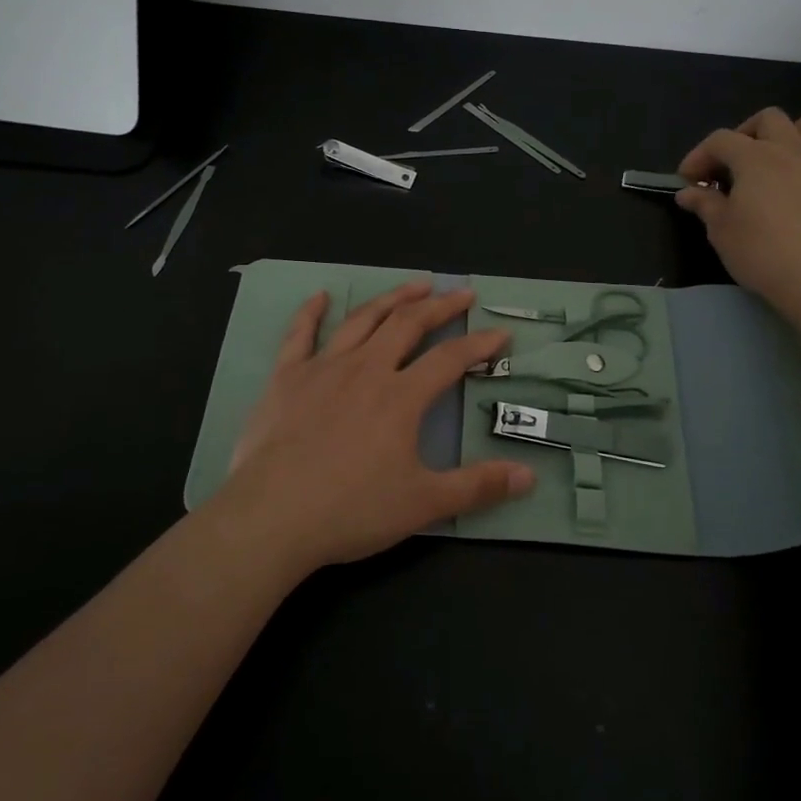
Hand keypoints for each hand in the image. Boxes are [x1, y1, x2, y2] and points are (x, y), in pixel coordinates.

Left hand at [214, 281, 535, 572]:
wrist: (272, 517)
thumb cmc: (351, 510)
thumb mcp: (423, 503)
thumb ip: (477, 486)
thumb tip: (528, 476)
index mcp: (401, 396)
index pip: (450, 360)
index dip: (479, 344)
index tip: (500, 333)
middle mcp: (365, 370)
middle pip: (408, 324)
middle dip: (439, 306)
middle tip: (461, 293)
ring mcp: (323, 368)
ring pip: (363, 320)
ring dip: (392, 298)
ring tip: (414, 284)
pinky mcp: (286, 378)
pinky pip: (300, 334)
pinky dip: (312, 312)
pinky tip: (321, 296)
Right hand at [675, 108, 800, 318]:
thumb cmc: (761, 251)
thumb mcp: (721, 230)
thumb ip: (705, 204)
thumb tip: (688, 192)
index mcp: (755, 157)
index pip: (720, 140)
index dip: (699, 155)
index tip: (689, 180)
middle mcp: (791, 149)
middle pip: (767, 119)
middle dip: (744, 135)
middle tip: (732, 165)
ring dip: (785, 136)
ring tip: (773, 163)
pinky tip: (799, 188)